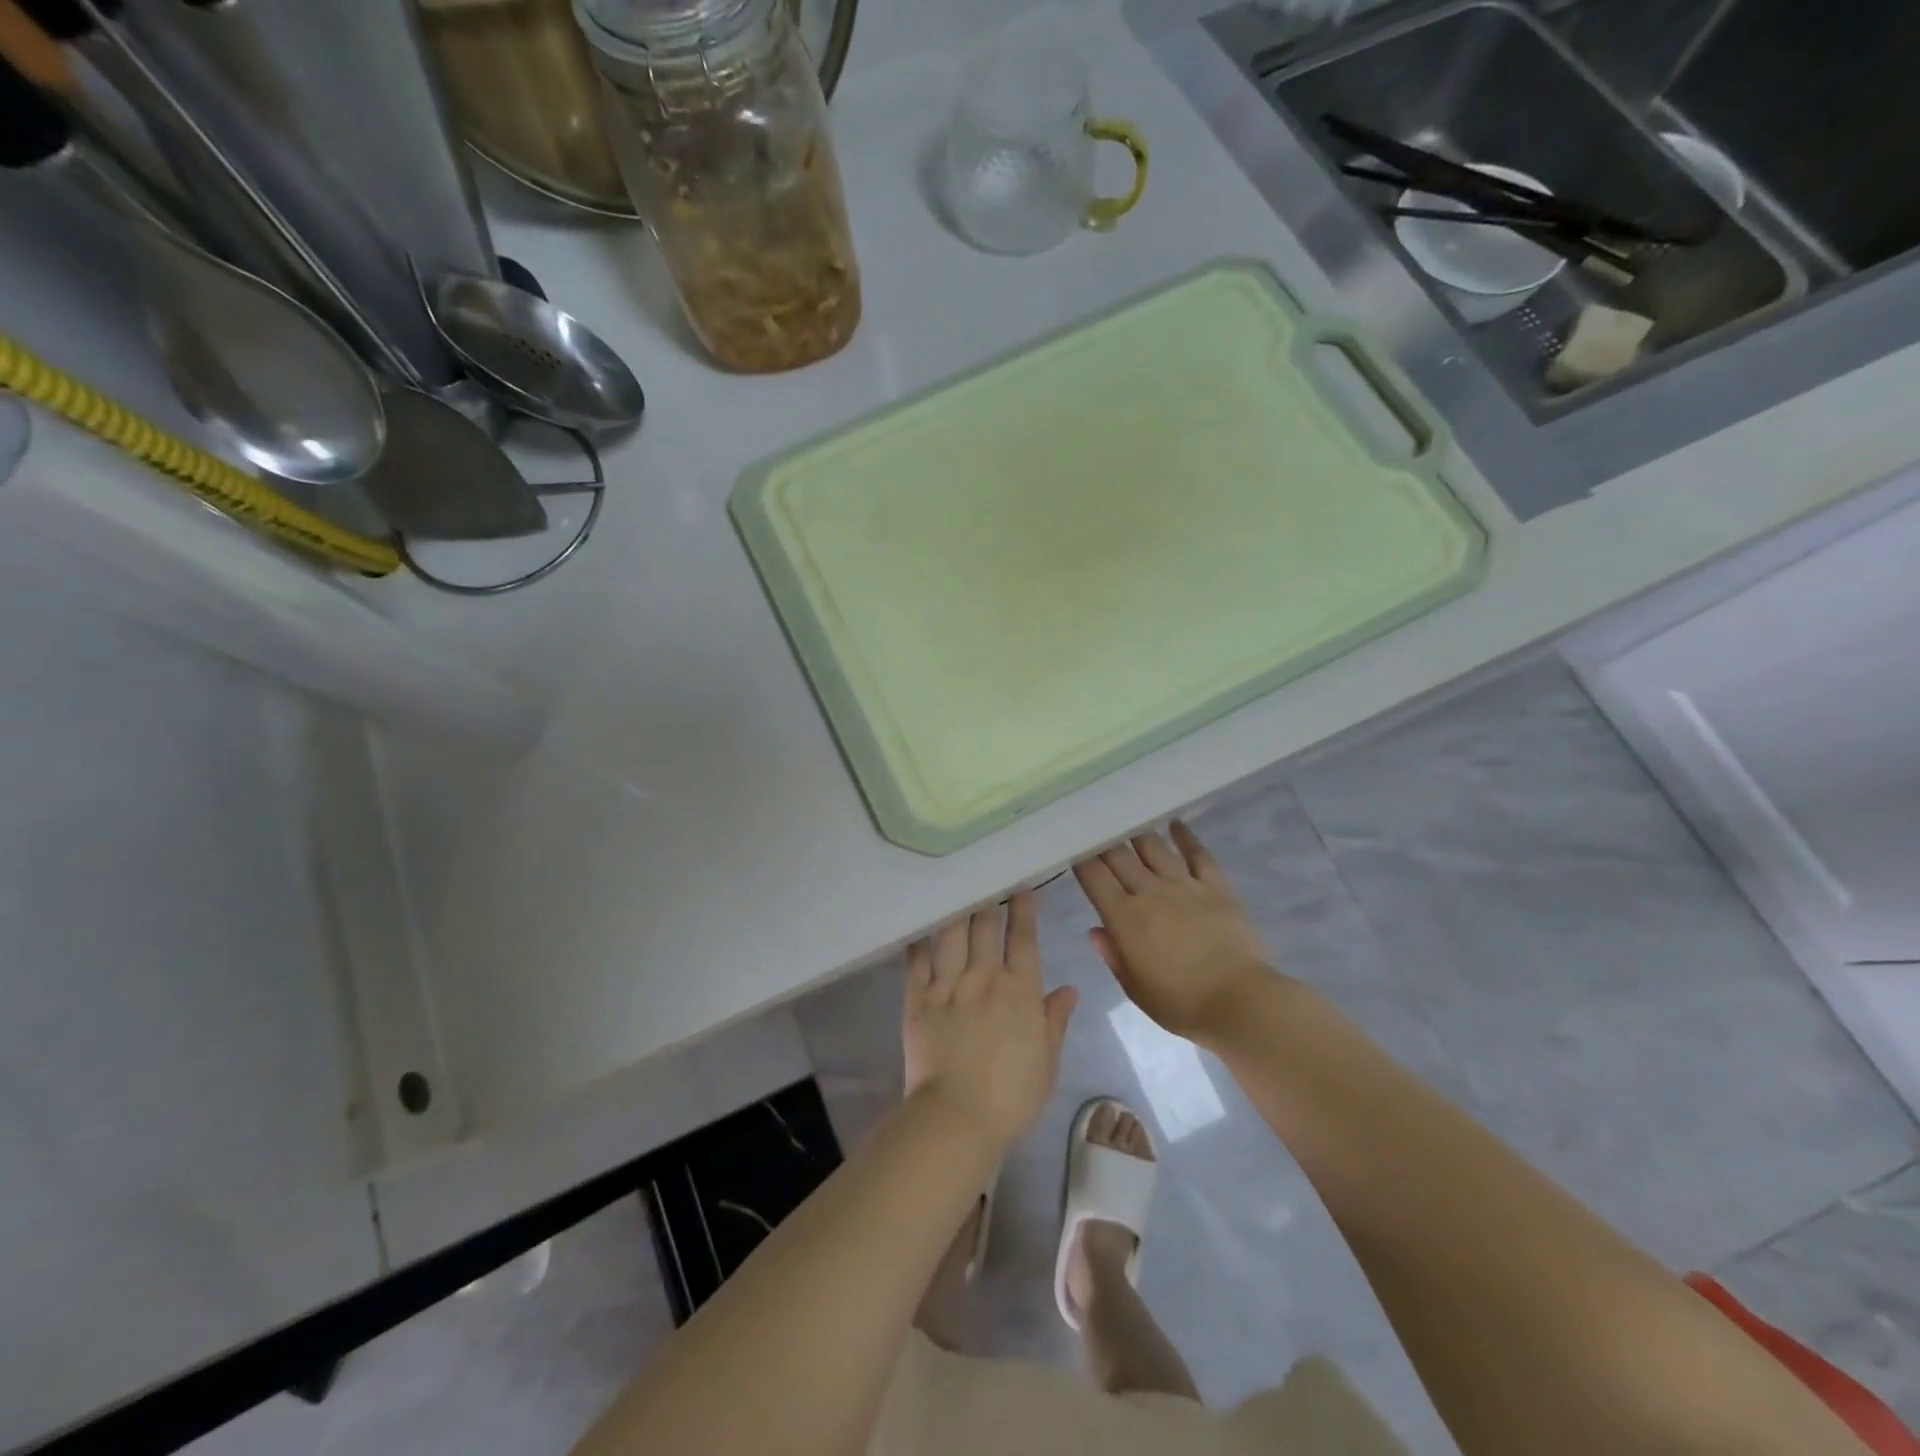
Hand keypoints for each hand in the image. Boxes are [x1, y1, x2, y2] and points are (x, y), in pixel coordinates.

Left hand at [902, 892, 1078, 1153]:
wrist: (957, 1117)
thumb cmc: (1011, 1096)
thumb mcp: (1047, 1062)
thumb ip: (1055, 1020)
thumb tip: (1068, 989)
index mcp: (1019, 991)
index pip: (1023, 939)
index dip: (1024, 910)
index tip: (1022, 887)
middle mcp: (983, 978)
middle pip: (986, 928)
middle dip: (989, 901)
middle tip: (987, 880)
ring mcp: (948, 986)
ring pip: (953, 935)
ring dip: (957, 911)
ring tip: (957, 890)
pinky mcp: (917, 999)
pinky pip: (917, 961)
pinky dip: (919, 941)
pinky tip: (920, 926)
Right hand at [1073, 821, 1278, 1043]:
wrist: (1241, 1002)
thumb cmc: (1181, 1004)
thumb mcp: (1136, 989)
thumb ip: (1113, 956)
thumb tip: (1096, 930)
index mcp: (1124, 917)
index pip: (1094, 876)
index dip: (1080, 859)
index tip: (1073, 848)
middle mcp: (1150, 892)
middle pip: (1119, 855)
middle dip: (1104, 842)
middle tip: (1097, 833)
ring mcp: (1185, 885)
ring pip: (1154, 847)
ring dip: (1138, 835)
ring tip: (1129, 825)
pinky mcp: (1216, 886)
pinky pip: (1198, 853)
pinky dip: (1185, 836)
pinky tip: (1176, 824)